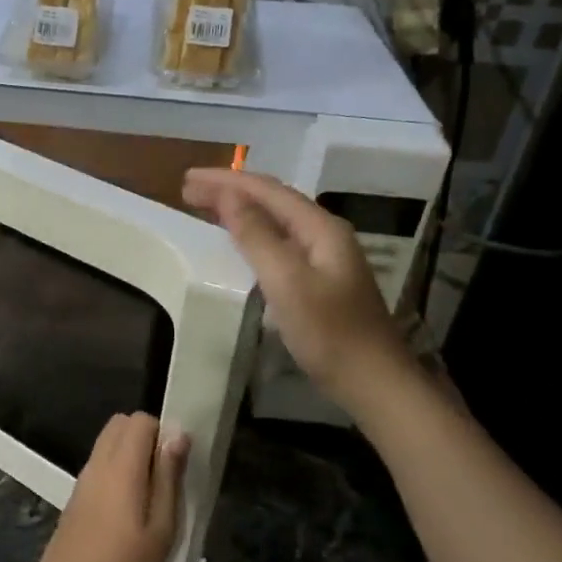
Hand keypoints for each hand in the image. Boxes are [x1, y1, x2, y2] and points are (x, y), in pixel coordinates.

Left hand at [26, 412, 186, 561]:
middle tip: (167, 480)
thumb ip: (168, 478)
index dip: (163, 433)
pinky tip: (129, 516)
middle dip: (146, 439)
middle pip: (120, 426)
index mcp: (120, 467)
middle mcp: (96, 466)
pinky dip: (117, 475)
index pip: (140, 420)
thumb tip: (177, 433)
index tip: (179, 465)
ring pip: (107, 447)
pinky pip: (99, 470)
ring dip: (131, 457)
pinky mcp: (74, 503)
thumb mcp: (160, 531)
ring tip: (153, 501)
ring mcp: (81, 484)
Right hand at [184, 169, 410, 402]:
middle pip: (272, 200)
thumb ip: (256, 236)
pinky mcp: (318, 279)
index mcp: (320, 228)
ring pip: (275, 220)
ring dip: (239, 209)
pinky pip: (278, 242)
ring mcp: (324, 257)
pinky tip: (237, 240)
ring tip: (204, 206)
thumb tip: (228, 196)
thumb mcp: (287, 282)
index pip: (267, 190)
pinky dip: (251, 233)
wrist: (374, 382)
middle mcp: (324, 234)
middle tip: (188, 189)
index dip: (226, 181)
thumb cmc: (329, 333)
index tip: (187, 179)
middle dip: (230, 190)